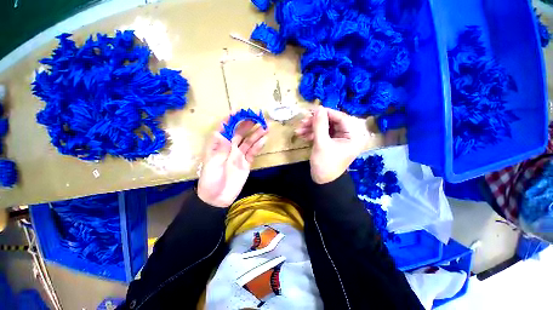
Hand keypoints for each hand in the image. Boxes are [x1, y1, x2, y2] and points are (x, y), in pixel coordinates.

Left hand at [197, 119, 267, 207]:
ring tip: (265, 127)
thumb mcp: (212, 166)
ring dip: (256, 134)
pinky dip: (258, 146)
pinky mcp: (246, 163)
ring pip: (248, 141)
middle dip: (247, 124)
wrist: (217, 198)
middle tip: (257, 117)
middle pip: (239, 133)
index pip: (224, 130)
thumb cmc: (210, 182)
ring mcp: (239, 155)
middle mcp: (229, 148)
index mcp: (218, 146)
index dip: (230, 120)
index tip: (239, 112)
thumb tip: (224, 134)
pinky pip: (253, 152)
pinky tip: (263, 140)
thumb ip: (219, 151)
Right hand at [295, 106, 369, 183]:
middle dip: (316, 122)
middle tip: (302, 122)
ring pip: (325, 127)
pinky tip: (303, 135)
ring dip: (312, 128)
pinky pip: (323, 133)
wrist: (322, 181)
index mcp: (354, 135)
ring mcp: (340, 138)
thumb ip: (320, 124)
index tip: (312, 110)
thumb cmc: (325, 164)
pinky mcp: (332, 142)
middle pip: (332, 121)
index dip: (326, 113)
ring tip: (299, 130)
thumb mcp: (321, 143)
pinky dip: (313, 133)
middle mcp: (349, 135)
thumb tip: (318, 108)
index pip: (341, 117)